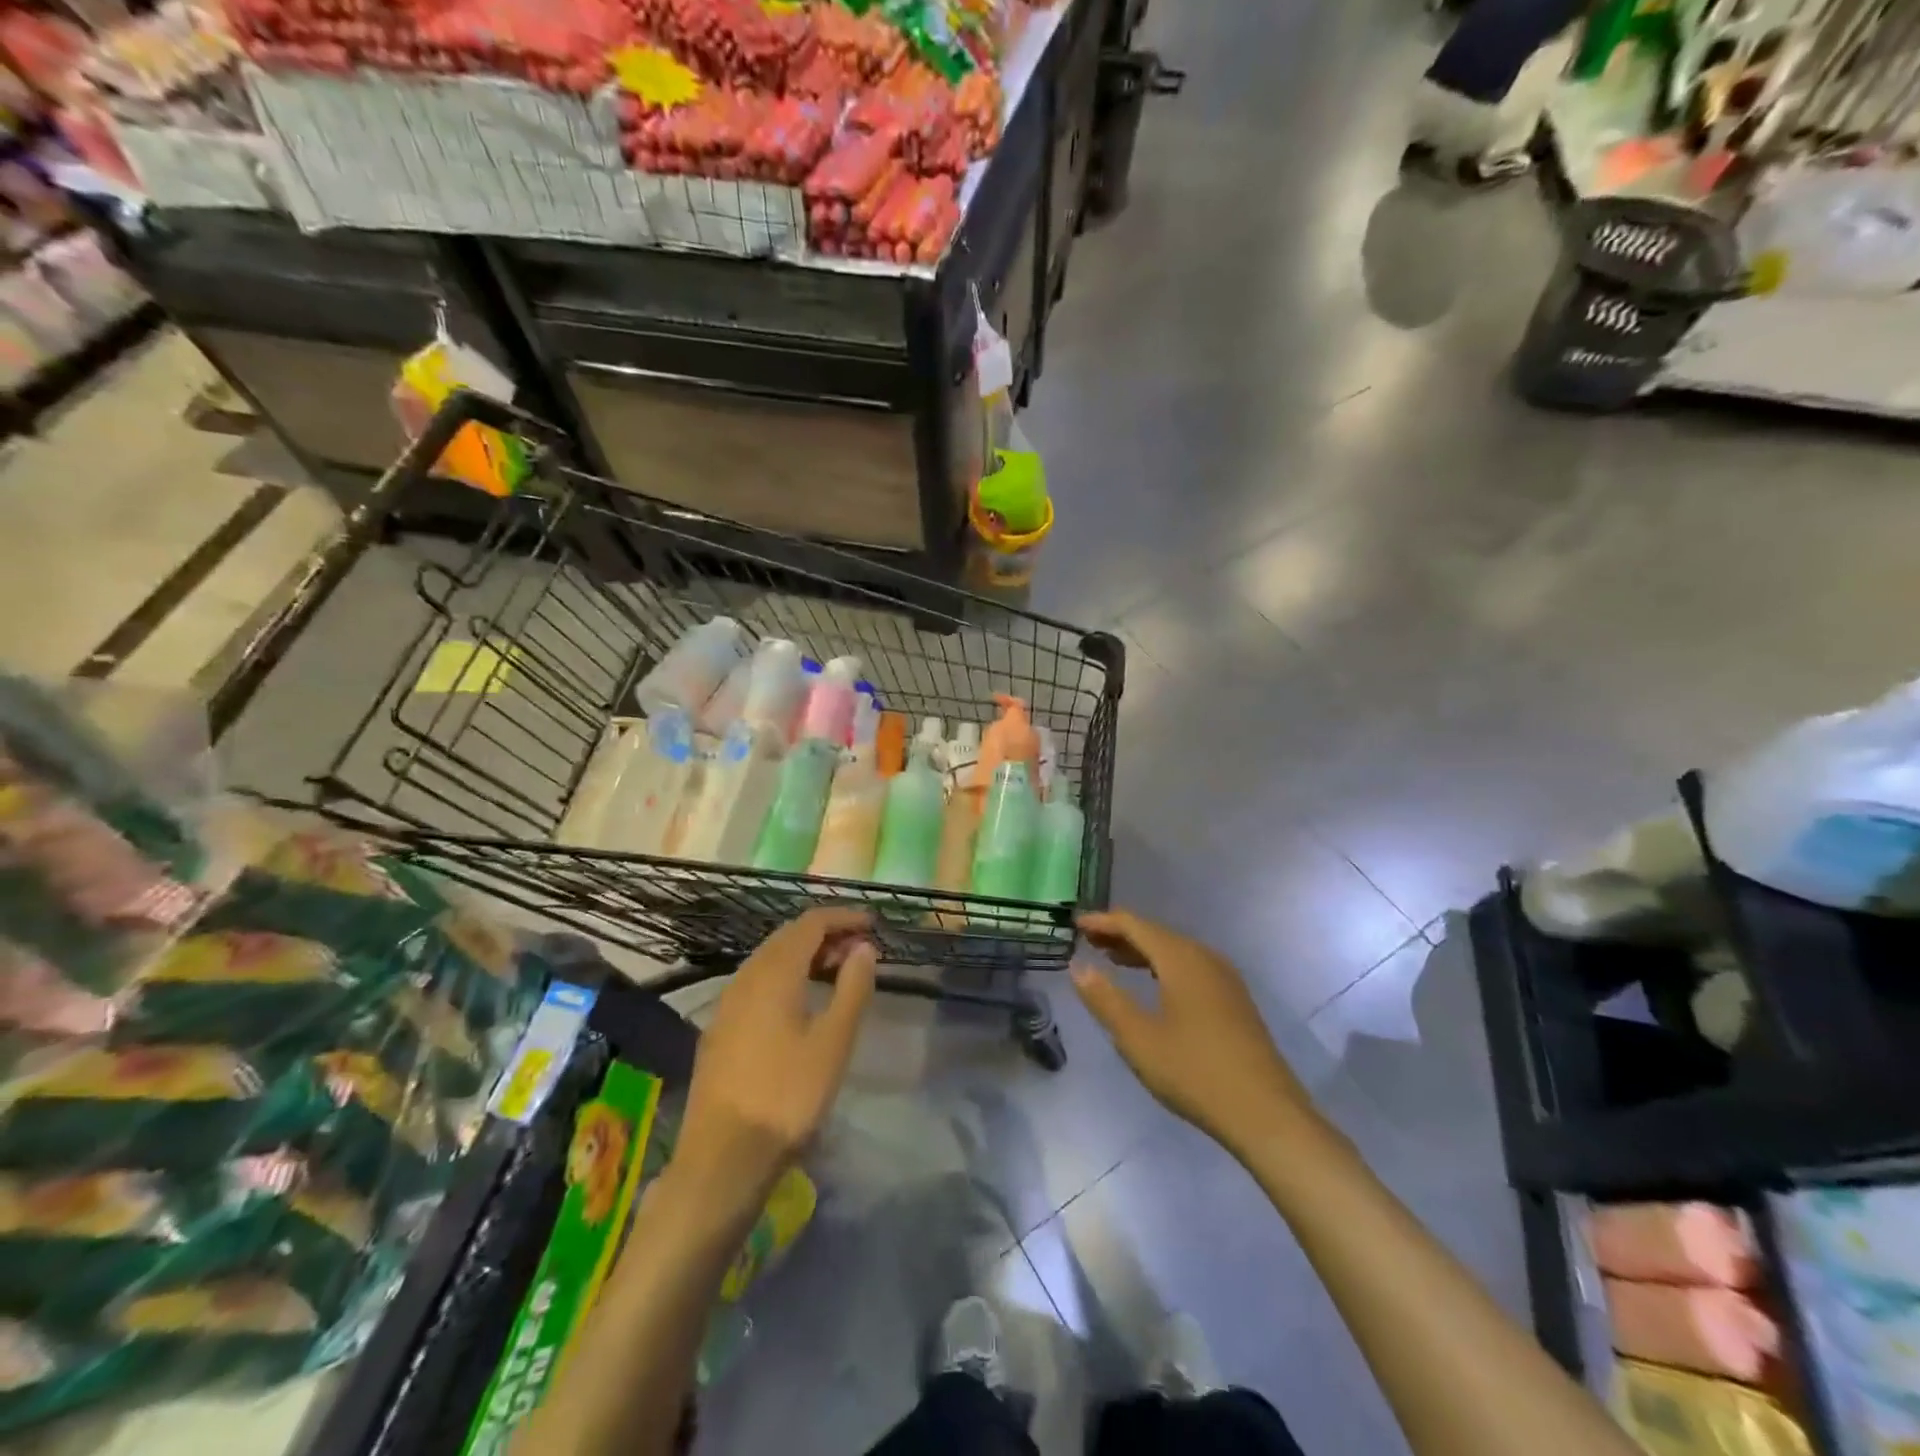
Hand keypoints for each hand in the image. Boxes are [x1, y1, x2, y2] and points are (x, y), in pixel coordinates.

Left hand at [671, 908, 877, 1211]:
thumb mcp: (834, 1041)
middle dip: (826, 934)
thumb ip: (853, 987)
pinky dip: (786, 976)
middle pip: (788, 936)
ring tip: (837, 972)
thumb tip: (864, 947)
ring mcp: (728, 1003)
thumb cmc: (788, 1094)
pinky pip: (757, 982)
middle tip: (860, 949)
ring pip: (770, 959)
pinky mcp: (720, 1028)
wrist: (723, 1156)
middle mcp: (746, 976)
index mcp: (774, 972)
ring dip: (805, 955)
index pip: (810, 923)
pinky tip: (801, 1003)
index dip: (843, 917)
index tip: (873, 924)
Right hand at [1071, 909, 1317, 1159]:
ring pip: (1175, 951)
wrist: (1267, 1114)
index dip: (1103, 922)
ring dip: (1141, 951)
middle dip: (1121, 934)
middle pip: (1156, 933)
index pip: (1134, 925)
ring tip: (1112, 959)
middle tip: (1088, 941)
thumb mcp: (1138, 1038)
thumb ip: (1105, 999)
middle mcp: (1204, 957)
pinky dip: (1162, 966)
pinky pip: (1190, 967)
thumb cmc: (1194, 1072)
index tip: (1075, 924)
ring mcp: (1224, 978)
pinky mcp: (1234, 1000)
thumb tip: (1077, 966)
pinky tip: (1153, 985)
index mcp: (1181, 958)